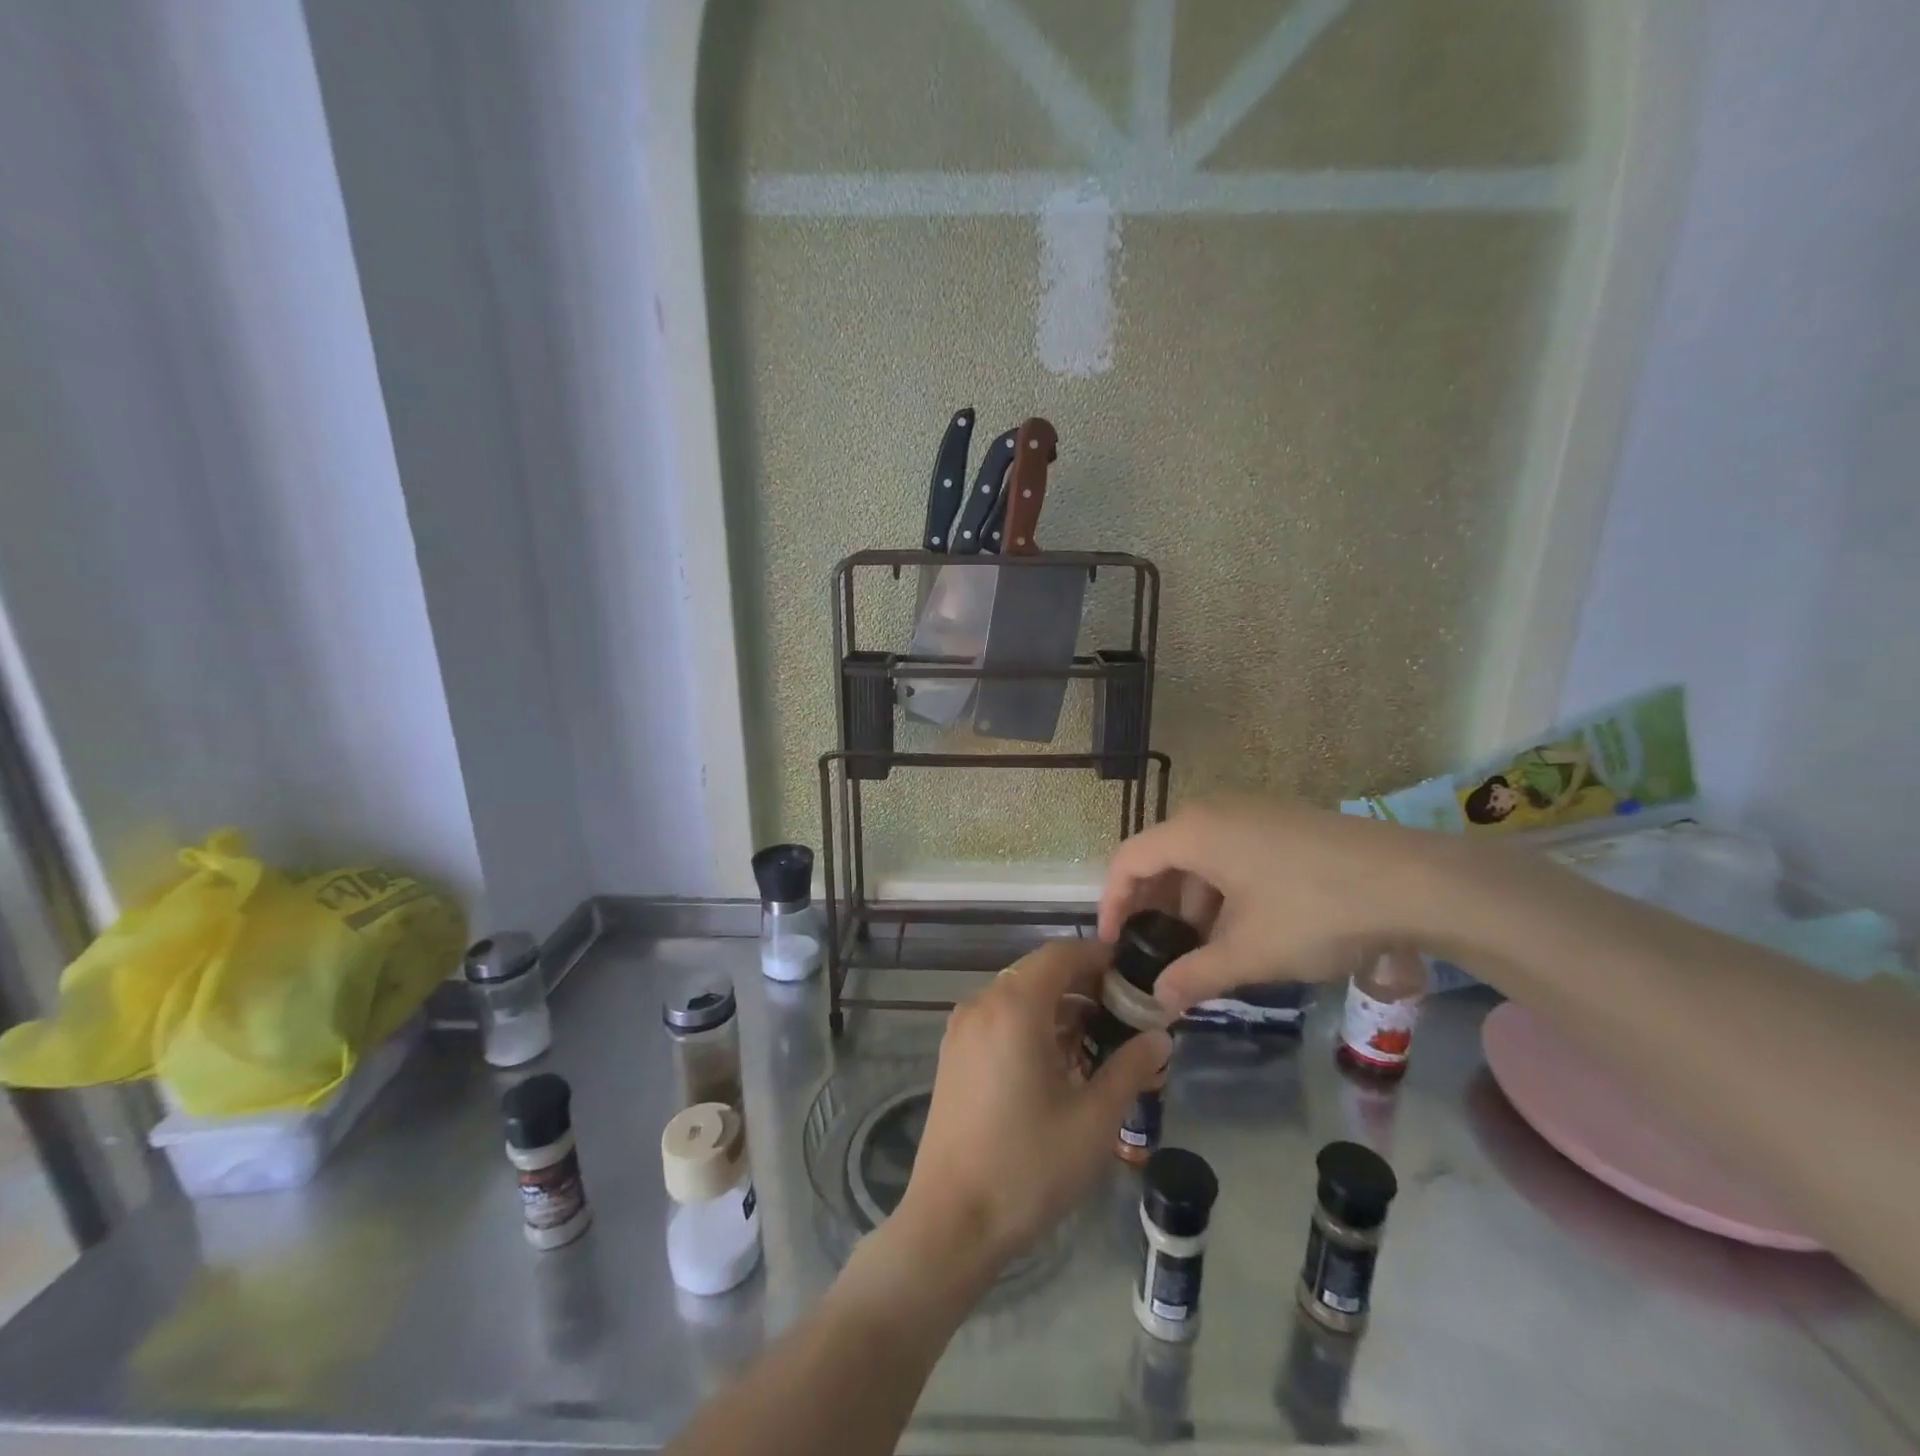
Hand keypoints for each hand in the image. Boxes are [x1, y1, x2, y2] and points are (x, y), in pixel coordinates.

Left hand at [893, 939, 1170, 1281]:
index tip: (1135, 978)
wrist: (951, 1221)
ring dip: (1059, 1008)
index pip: (1061, 954)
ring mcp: (962, 1028)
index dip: (1100, 958)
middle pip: (1040, 972)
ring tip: (1099, 1044)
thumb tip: (1160, 1037)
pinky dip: (1032, 1025)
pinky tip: (1059, 1064)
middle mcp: (982, 1003)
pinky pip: (1000, 1019)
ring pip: (1019, 996)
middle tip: (1126, 1017)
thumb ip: (1130, 1068)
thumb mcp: (1094, 1120)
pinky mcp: (954, 1054)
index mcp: (1014, 1006)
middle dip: (1085, 986)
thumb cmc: (1028, 1166)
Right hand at [1098, 797, 1445, 1011]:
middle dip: (1154, 907)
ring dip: (1191, 902)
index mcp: (1193, 831)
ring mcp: (1252, 811)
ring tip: (1204, 950)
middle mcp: (1214, 810)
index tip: (1114, 945)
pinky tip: (1244, 926)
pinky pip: (1231, 852)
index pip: (1128, 861)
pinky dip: (1222, 889)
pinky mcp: (1282, 821)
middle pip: (1162, 856)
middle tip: (1157, 952)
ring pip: (1200, 856)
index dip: (1111, 904)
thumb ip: (1195, 975)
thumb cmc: (1315, 911)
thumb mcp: (1250, 952)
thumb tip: (1158, 1001)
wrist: (1416, 881)